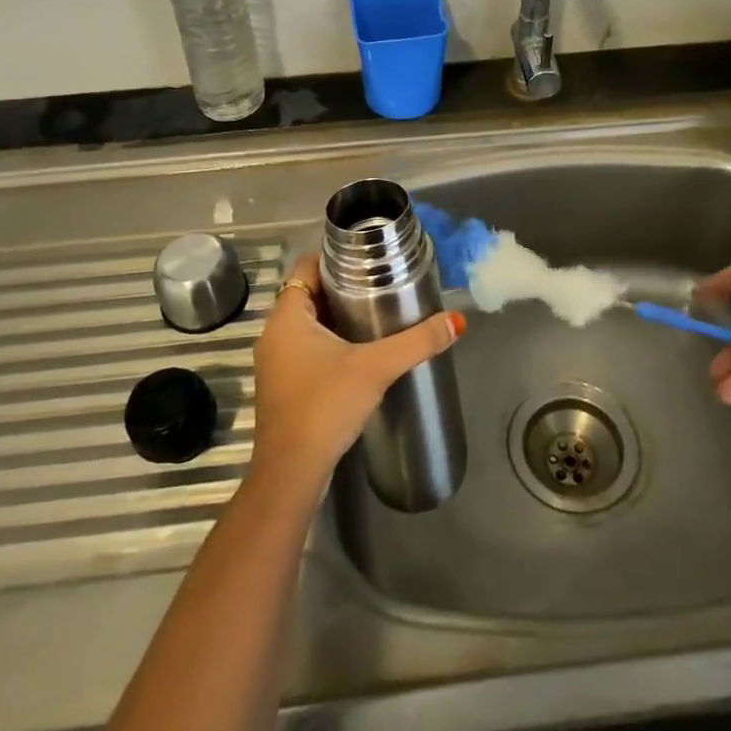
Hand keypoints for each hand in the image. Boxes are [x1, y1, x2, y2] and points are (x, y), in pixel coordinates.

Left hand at [249, 254, 465, 493]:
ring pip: (306, 323)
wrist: (291, 473)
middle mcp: (273, 334)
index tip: (368, 257)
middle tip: (380, 283)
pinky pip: (304, 347)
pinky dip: (327, 341)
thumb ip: (417, 342)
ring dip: (335, 316)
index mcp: (286, 317)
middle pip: (308, 293)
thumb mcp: (376, 367)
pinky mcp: (282, 386)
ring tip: (375, 312)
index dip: (334, 257)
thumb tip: (457, 321)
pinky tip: (357, 351)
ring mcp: (275, 362)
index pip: (306, 267)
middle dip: (341, 287)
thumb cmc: (325, 406)